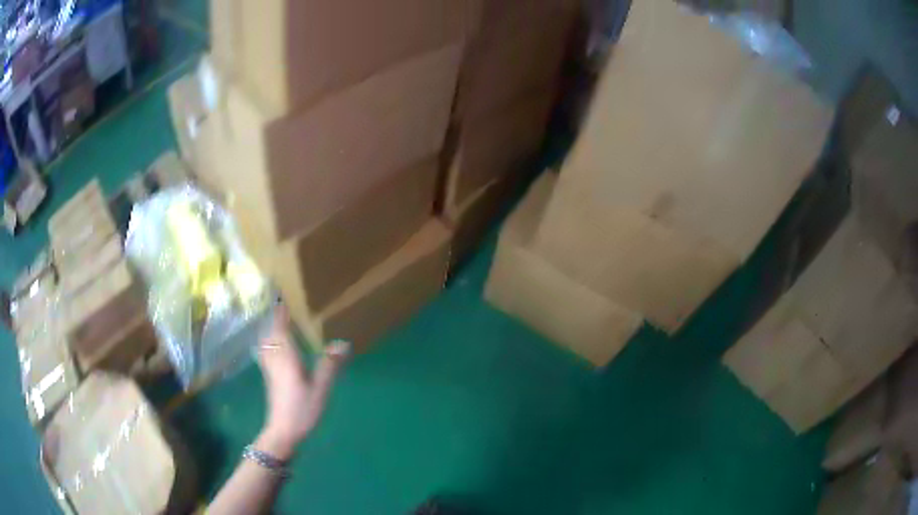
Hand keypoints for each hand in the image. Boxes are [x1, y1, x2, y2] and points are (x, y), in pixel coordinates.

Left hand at [254, 307, 349, 459]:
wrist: (283, 431)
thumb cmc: (302, 409)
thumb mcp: (321, 388)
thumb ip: (330, 365)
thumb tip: (342, 343)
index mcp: (286, 357)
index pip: (280, 328)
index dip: (280, 313)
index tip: (282, 298)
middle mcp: (274, 358)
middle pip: (270, 333)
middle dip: (275, 320)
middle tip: (284, 309)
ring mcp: (269, 368)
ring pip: (266, 343)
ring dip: (271, 331)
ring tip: (279, 325)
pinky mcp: (269, 378)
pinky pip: (266, 352)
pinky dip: (269, 344)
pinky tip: (276, 349)